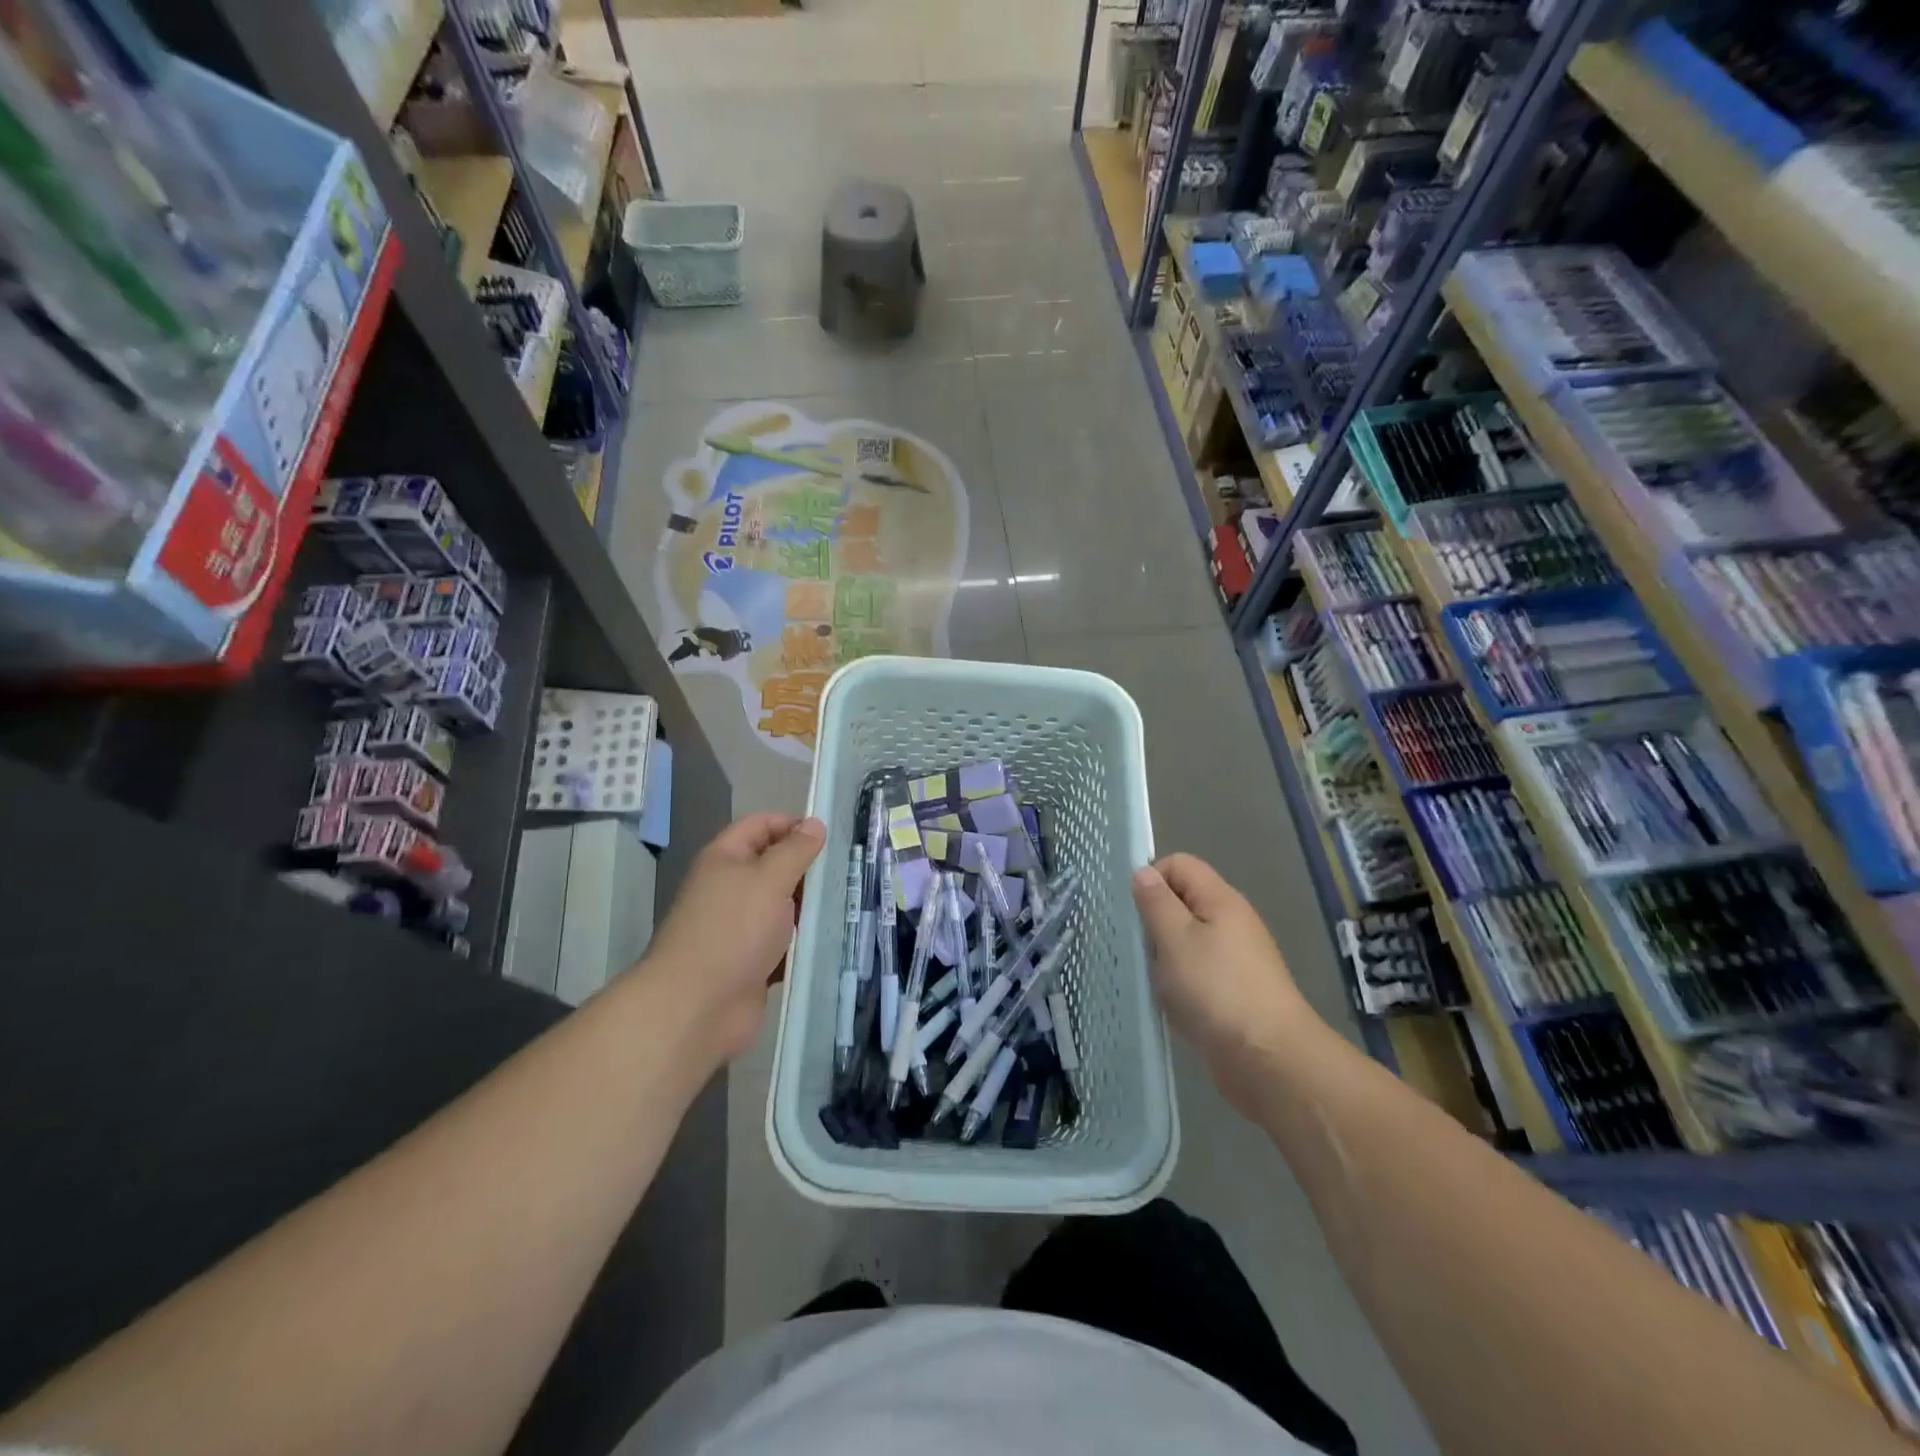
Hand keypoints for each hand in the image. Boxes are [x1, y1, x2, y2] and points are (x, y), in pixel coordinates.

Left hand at [639, 813, 824, 1069]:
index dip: (792, 824)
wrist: (697, 1007)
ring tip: (848, 903)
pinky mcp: (750, 962)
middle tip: (847, 872)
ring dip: (809, 907)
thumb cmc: (733, 930)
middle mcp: (729, 888)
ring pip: (781, 907)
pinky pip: (782, 943)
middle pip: (773, 866)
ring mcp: (739, 928)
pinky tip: (832, 939)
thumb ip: (795, 850)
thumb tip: (814, 824)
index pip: (760, 825)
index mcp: (725, 859)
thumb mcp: (769, 879)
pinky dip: (802, 941)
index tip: (829, 837)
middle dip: (807, 868)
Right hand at [1132, 854, 1322, 1114]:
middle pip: (1182, 903)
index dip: (1152, 879)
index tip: (1134, 911)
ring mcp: (1236, 959)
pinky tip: (1172, 1005)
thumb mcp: (1175, 939)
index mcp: (1220, 900)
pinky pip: (1197, 973)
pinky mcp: (1234, 992)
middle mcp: (1231, 922)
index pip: (1180, 865)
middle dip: (1155, 922)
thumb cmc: (1216, 990)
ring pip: (1186, 941)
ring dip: (1165, 957)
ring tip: (1154, 980)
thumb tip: (1143, 872)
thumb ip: (1156, 903)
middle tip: (1140, 949)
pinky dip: (1180, 984)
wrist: (1268, 1059)